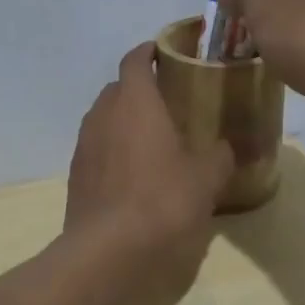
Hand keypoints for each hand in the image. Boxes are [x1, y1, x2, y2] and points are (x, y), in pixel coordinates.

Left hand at [64, 42, 233, 300]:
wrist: (108, 252)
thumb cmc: (162, 201)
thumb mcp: (206, 178)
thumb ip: (220, 155)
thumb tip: (228, 148)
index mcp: (135, 102)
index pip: (135, 60)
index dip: (149, 52)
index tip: (166, 53)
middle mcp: (103, 115)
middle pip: (117, 89)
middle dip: (139, 90)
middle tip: (169, 102)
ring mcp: (84, 146)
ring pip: (104, 120)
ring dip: (125, 122)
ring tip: (153, 139)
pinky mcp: (76, 177)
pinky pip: (97, 150)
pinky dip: (114, 151)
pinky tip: (135, 175)